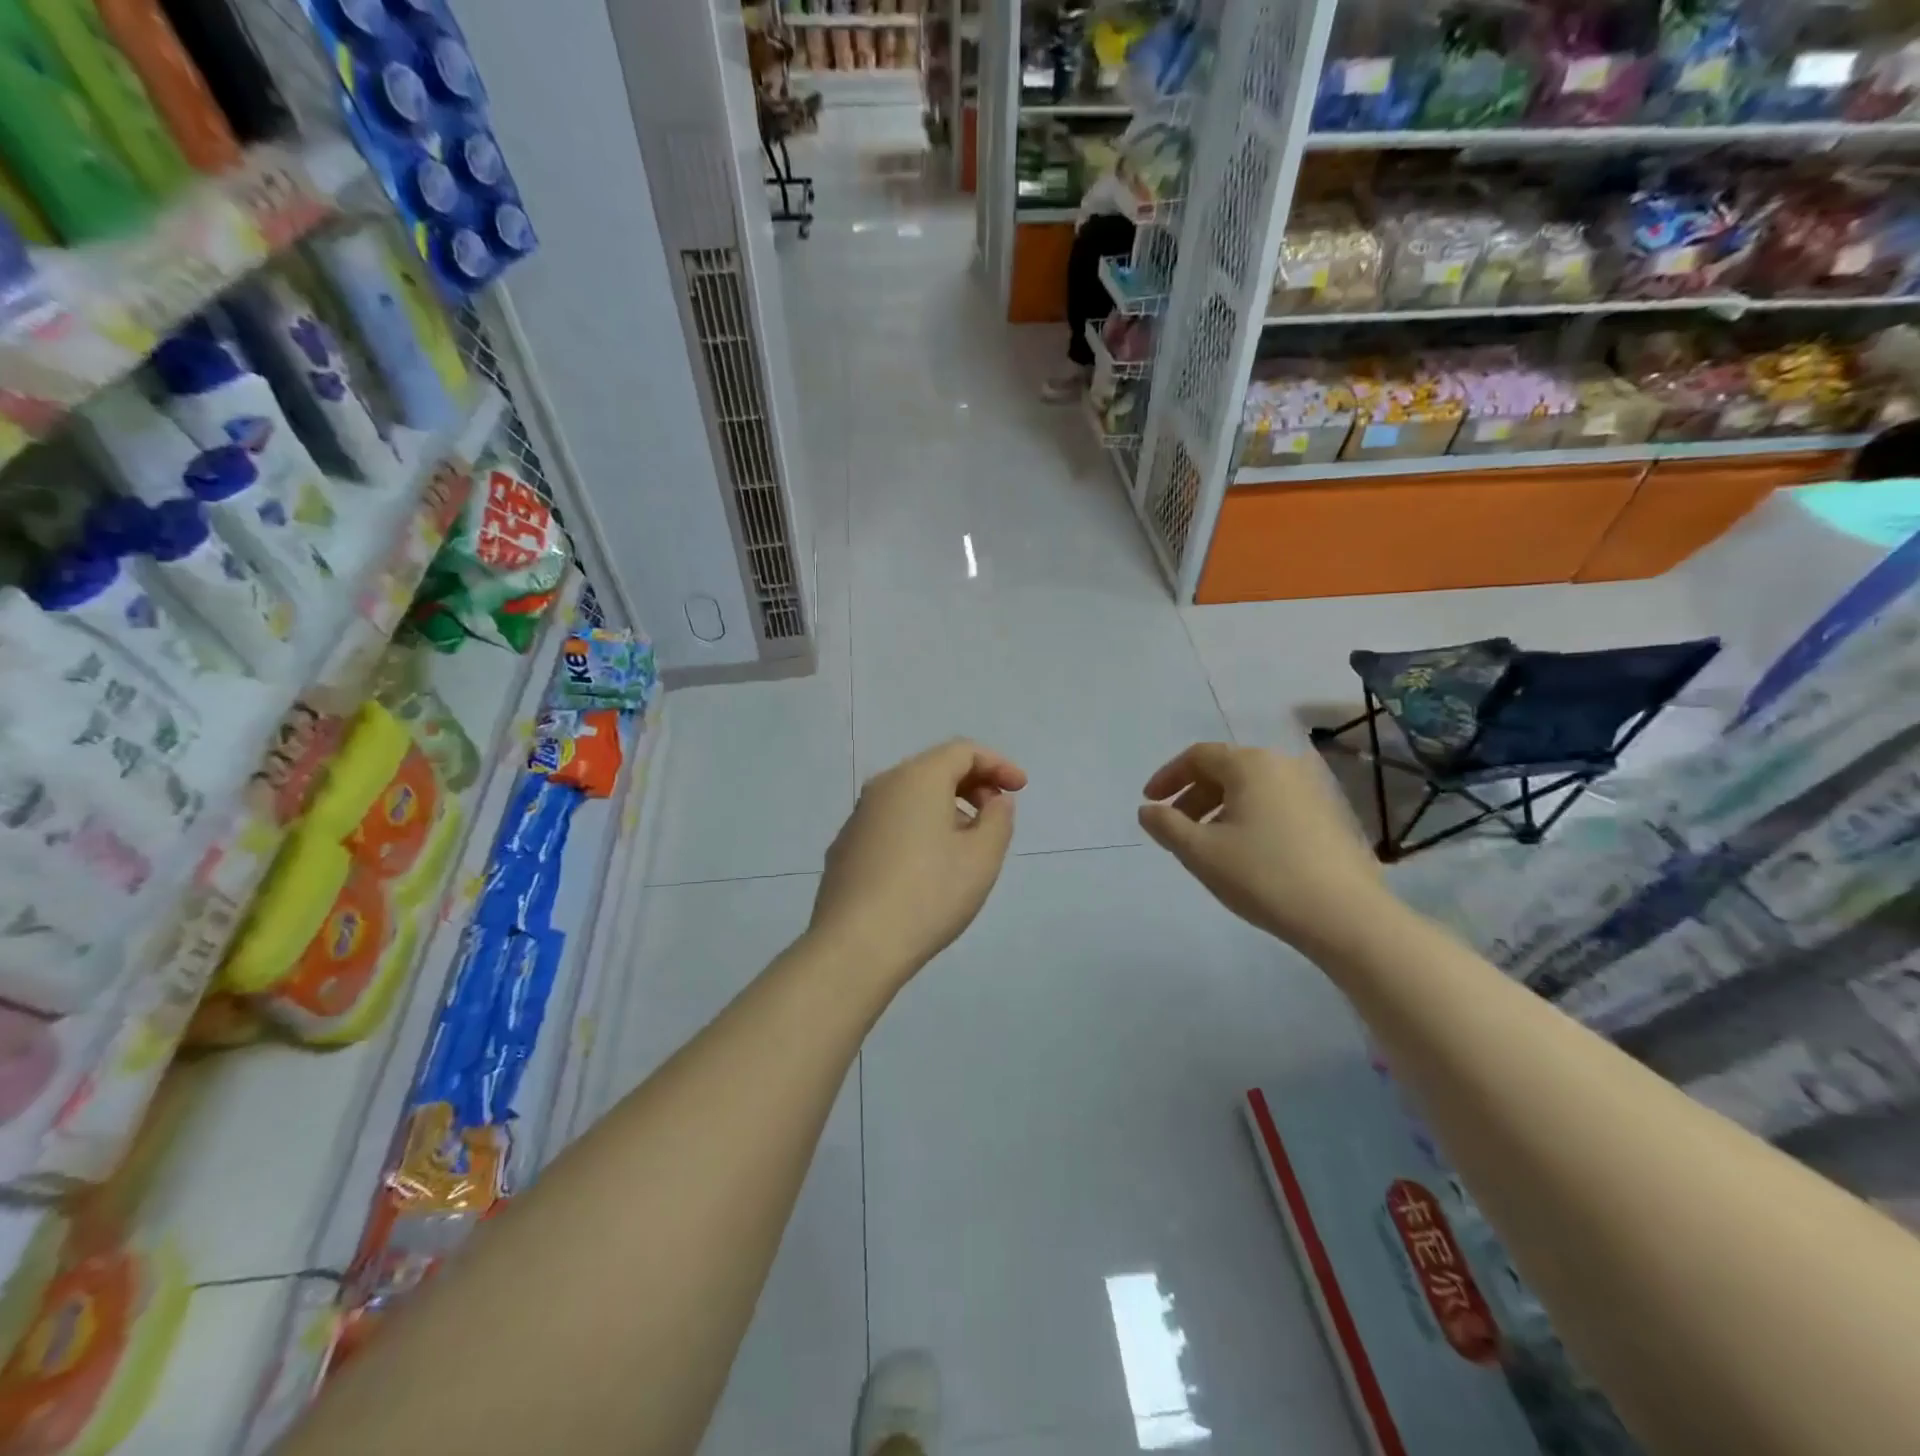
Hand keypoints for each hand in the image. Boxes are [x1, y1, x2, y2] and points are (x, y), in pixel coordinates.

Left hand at [810, 739, 1026, 980]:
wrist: (856, 945)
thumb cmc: (929, 894)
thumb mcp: (982, 857)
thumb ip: (998, 818)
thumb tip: (994, 800)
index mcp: (917, 779)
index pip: (962, 751)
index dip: (997, 763)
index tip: (1020, 788)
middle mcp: (882, 787)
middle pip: (933, 768)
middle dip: (971, 783)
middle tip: (997, 812)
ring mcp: (858, 817)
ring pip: (910, 796)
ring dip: (945, 807)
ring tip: (967, 843)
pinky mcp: (845, 847)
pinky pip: (891, 821)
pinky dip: (918, 826)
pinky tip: (928, 865)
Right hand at [1138, 743, 1389, 953]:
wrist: (1345, 916)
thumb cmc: (1262, 875)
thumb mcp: (1200, 852)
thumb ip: (1166, 825)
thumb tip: (1148, 810)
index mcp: (1250, 765)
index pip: (1198, 756)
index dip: (1168, 777)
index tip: (1150, 802)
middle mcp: (1282, 766)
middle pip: (1225, 770)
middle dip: (1193, 795)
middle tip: (1175, 827)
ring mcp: (1311, 790)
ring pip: (1250, 789)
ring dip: (1219, 809)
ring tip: (1206, 845)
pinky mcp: (1328, 817)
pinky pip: (1274, 805)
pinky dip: (1248, 818)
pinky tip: (1244, 854)